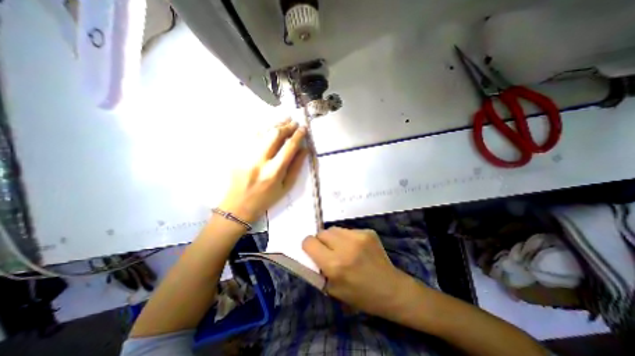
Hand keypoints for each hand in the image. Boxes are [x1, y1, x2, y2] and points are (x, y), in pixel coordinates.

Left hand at [220, 120, 309, 221]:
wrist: (238, 205)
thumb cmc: (266, 198)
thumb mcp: (286, 187)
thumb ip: (296, 167)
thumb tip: (304, 149)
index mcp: (273, 172)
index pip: (288, 147)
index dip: (298, 135)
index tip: (303, 128)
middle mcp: (259, 161)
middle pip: (274, 135)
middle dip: (286, 126)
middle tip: (294, 122)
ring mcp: (246, 155)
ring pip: (262, 132)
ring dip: (275, 124)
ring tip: (285, 119)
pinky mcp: (238, 154)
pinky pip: (251, 136)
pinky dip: (262, 128)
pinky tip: (269, 126)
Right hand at [303, 226, 411, 315]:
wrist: (391, 289)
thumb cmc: (361, 295)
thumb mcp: (333, 290)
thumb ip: (319, 269)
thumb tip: (312, 253)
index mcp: (334, 264)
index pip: (309, 242)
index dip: (308, 246)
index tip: (313, 251)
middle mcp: (345, 246)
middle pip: (322, 232)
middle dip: (321, 241)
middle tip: (329, 251)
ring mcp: (358, 236)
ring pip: (334, 229)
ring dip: (334, 238)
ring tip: (343, 248)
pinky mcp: (368, 232)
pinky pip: (348, 230)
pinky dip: (347, 238)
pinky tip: (356, 248)